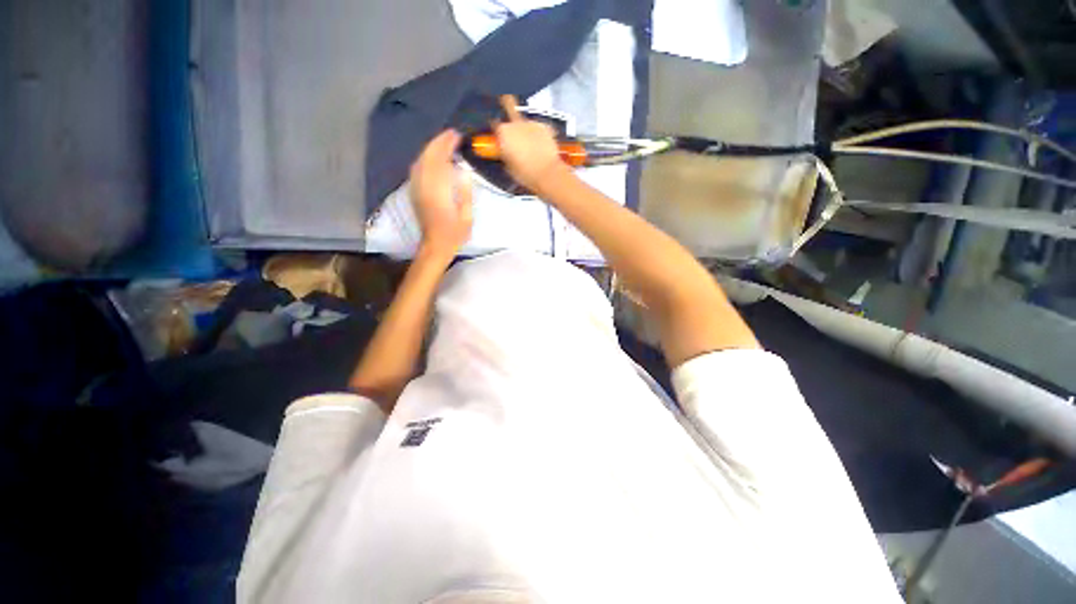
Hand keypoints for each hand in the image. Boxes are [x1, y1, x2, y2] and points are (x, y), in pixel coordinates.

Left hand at [410, 129, 473, 259]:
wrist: (435, 246)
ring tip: (443, 142)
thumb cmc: (455, 234)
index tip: (456, 136)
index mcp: (439, 192)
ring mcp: (417, 189)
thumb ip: (466, 193)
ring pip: (420, 162)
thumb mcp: (467, 217)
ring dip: (430, 149)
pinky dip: (424, 159)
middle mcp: (424, 187)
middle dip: (438, 143)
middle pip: (428, 157)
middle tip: (451, 135)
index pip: (440, 161)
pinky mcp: (414, 193)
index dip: (447, 146)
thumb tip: (464, 172)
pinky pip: (416, 170)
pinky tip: (431, 157)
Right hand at [494, 95, 570, 191]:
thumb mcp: (508, 167)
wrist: (547, 173)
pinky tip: (540, 145)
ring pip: (525, 122)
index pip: (494, 124)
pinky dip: (538, 134)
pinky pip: (538, 128)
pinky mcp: (545, 126)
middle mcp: (516, 123)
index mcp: (503, 132)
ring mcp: (531, 122)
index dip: (496, 131)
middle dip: (508, 108)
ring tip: (531, 144)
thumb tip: (506, 151)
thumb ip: (505, 154)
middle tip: (509, 112)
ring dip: (525, 129)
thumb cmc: (525, 173)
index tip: (499, 137)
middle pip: (509, 107)